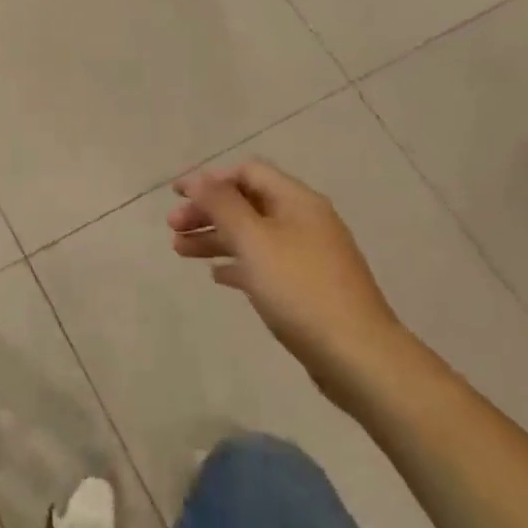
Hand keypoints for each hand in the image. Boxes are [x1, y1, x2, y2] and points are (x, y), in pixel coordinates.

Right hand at [168, 162, 407, 391]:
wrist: (356, 354)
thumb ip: (222, 205)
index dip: (209, 180)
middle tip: (172, 227)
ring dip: (215, 237)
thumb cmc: (298, 288)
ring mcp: (308, 255)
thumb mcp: (253, 240)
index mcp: (297, 201)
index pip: (248, 172)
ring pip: (252, 235)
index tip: (176, 196)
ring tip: (180, 251)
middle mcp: (304, 221)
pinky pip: (264, 263)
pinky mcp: (307, 286)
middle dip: (207, 211)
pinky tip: (216, 276)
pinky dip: (237, 263)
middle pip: (247, 203)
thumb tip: (199, 178)